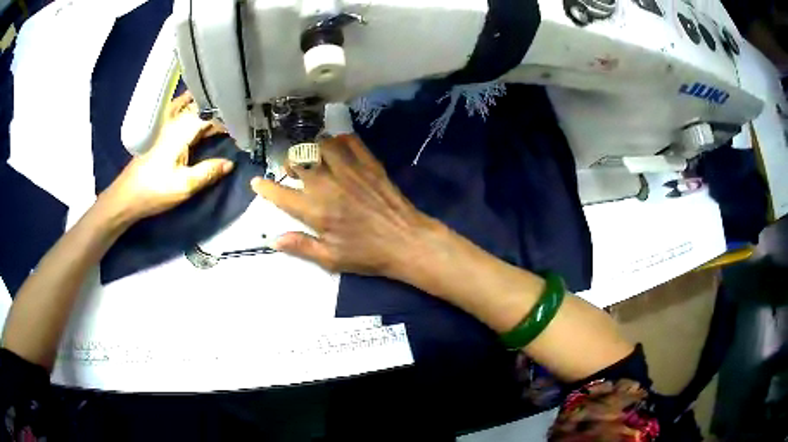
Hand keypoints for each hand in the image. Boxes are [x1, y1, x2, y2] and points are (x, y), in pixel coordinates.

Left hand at [99, 92, 233, 223]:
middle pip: (200, 105)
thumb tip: (230, 164)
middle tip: (236, 115)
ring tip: (221, 108)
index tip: (243, 124)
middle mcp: (174, 121)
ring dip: (204, 105)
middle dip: (218, 108)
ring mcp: (165, 124)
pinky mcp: (160, 132)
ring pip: (189, 105)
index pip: (210, 114)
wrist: (126, 196)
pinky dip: (191, 108)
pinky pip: (179, 111)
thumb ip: (208, 172)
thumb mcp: (184, 186)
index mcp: (181, 130)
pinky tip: (197, 113)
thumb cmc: (154, 191)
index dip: (228, 118)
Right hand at [251, 135, 437, 277]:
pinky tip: (338, 149)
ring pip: (322, 144)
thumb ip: (301, 246)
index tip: (257, 182)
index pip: (281, 194)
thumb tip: (272, 239)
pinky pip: (351, 141)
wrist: (407, 241)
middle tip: (293, 172)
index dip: (265, 187)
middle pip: (299, 160)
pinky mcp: (369, 164)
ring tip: (314, 158)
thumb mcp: (331, 258)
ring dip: (312, 149)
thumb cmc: (368, 254)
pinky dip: (340, 141)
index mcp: (316, 210)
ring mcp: (350, 171)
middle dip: (289, 163)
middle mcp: (328, 185)